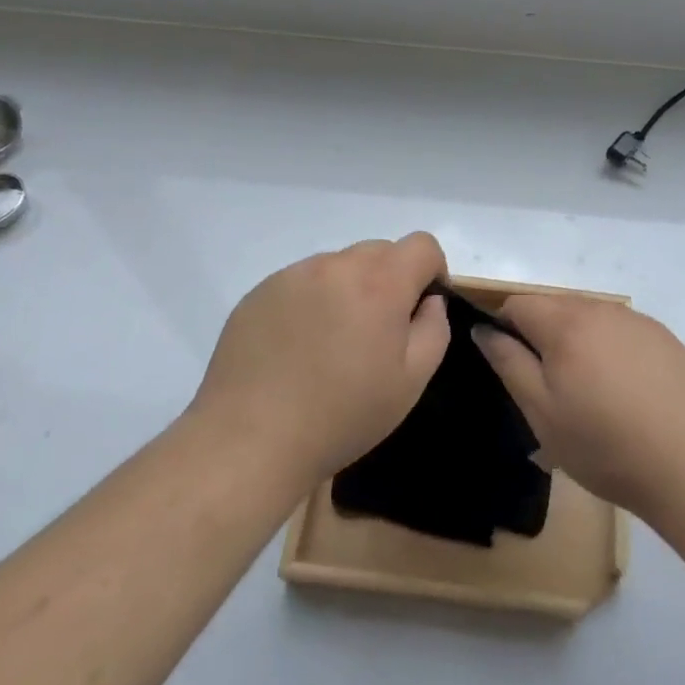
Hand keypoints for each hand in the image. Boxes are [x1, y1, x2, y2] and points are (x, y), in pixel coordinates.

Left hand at [191, 234, 450, 492]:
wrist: (250, 439)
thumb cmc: (342, 415)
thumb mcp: (411, 381)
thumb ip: (433, 328)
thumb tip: (427, 302)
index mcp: (379, 282)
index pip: (422, 245)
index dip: (432, 271)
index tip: (421, 308)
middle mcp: (335, 266)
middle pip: (379, 251)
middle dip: (390, 281)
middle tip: (376, 332)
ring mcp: (292, 275)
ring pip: (338, 266)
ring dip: (348, 289)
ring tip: (331, 343)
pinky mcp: (259, 292)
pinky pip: (300, 282)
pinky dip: (311, 302)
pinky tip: (296, 348)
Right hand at [473, 295, 684, 525]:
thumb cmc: (605, 445)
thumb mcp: (542, 413)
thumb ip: (508, 362)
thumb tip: (483, 329)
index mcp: (566, 323)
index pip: (518, 303)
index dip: (505, 329)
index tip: (513, 368)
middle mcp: (602, 309)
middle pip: (555, 307)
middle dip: (542, 336)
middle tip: (550, 388)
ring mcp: (638, 321)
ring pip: (590, 318)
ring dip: (578, 342)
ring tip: (589, 393)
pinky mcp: (665, 339)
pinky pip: (622, 332)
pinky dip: (611, 350)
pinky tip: (625, 392)